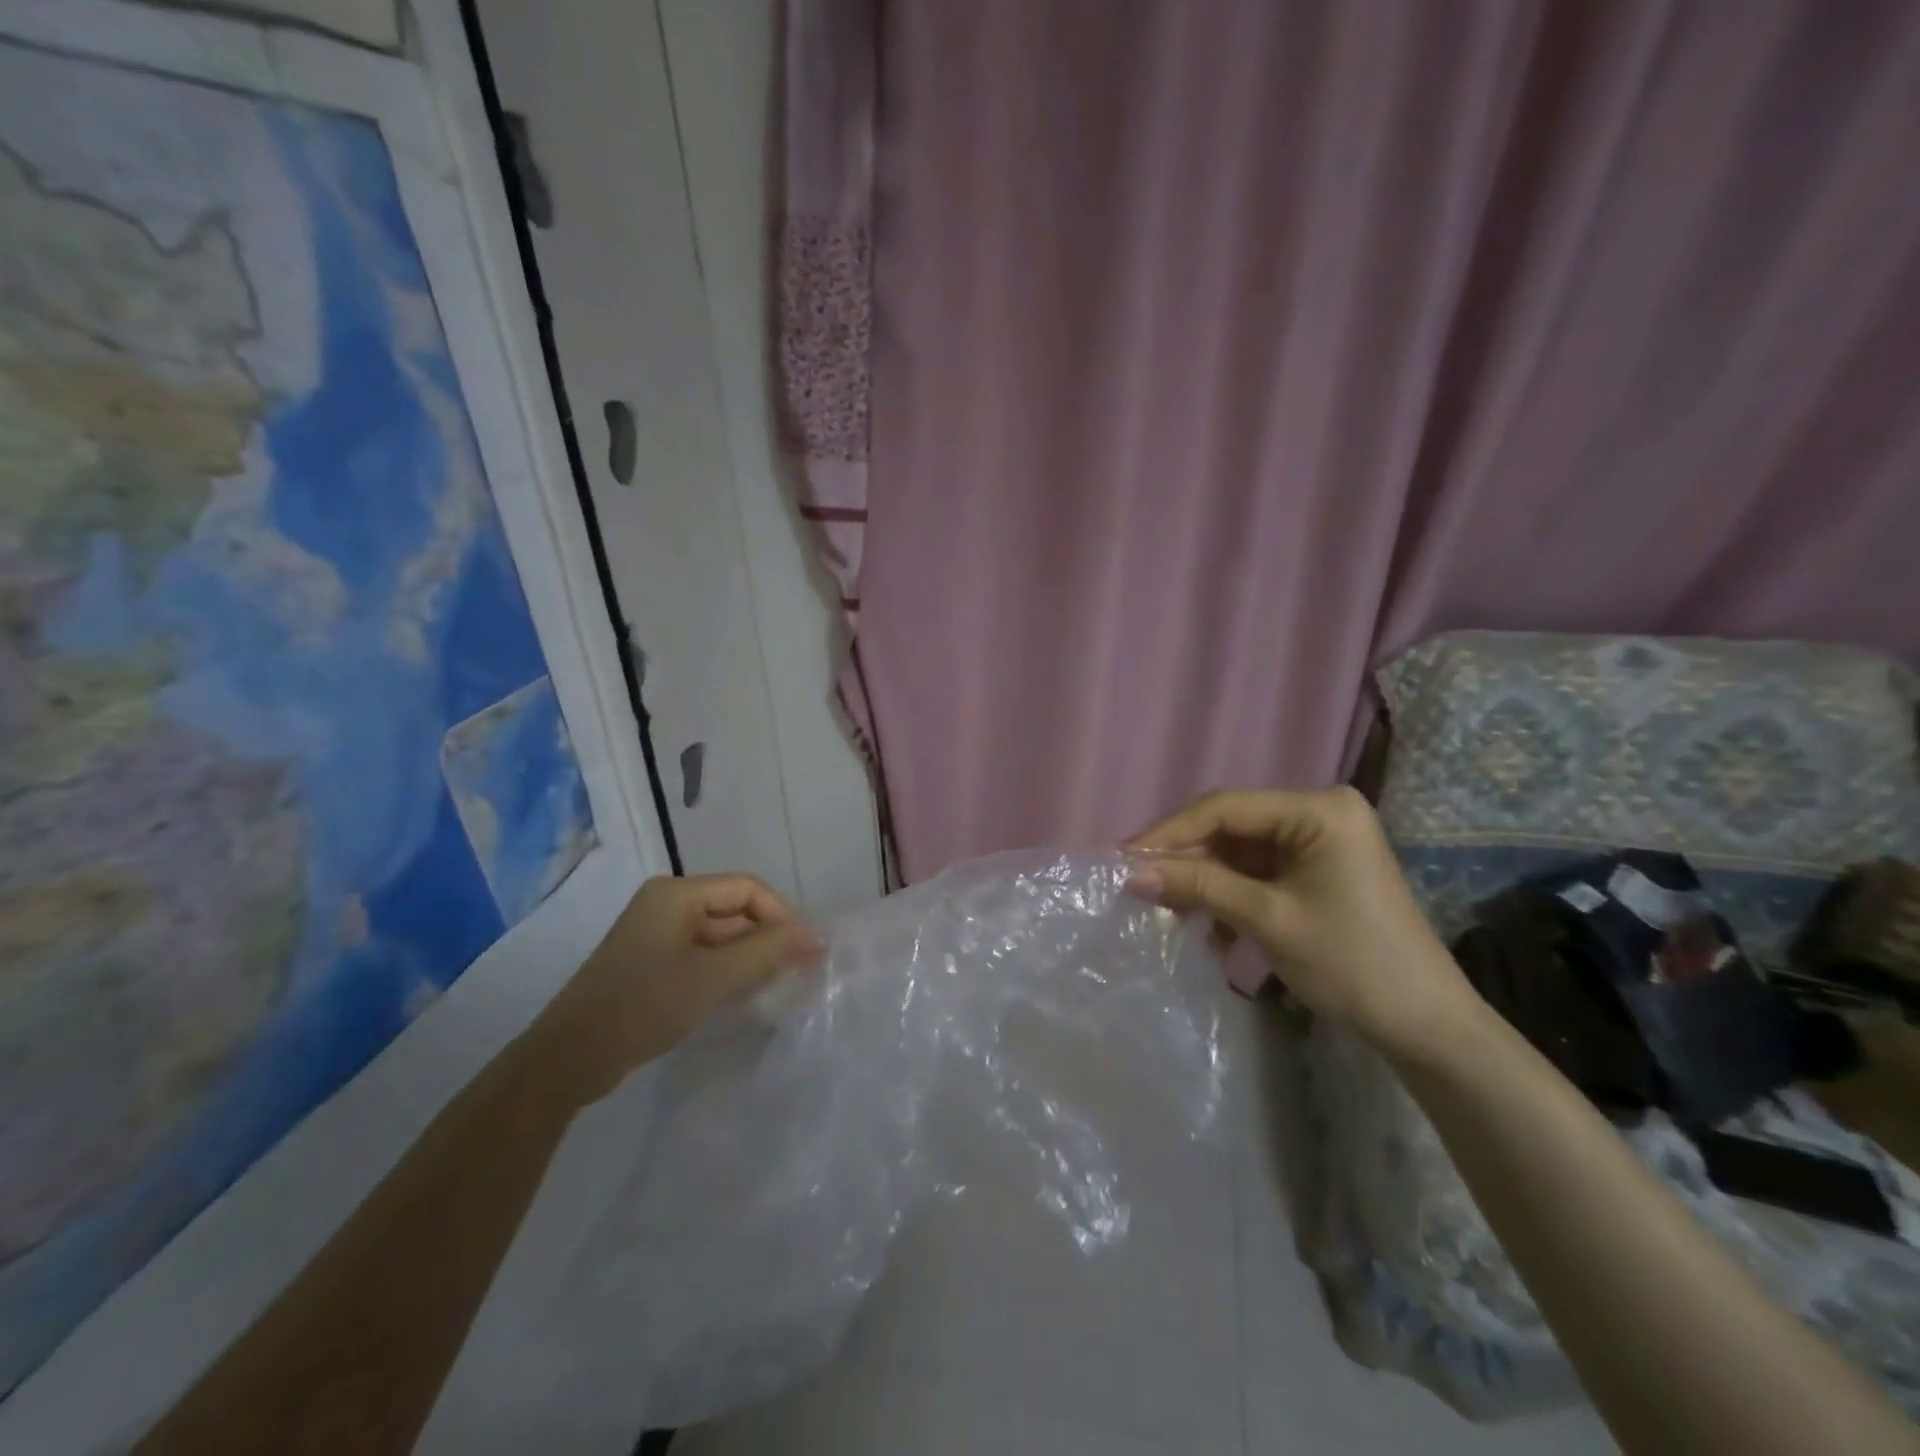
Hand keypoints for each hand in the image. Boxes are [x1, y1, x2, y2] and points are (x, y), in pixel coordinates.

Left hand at [533, 874, 824, 1100]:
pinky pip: (702, 954)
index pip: (747, 889)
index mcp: (676, 893)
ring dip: (749, 957)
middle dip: (767, 938)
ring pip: (720, 934)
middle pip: (734, 909)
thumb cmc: (644, 1006)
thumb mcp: (714, 978)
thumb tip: (818, 936)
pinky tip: (742, 995)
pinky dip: (726, 969)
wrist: (569, 1060)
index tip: (807, 952)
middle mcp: (666, 903)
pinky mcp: (651, 962)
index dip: (783, 915)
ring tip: (776, 986)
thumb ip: (769, 952)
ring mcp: (656, 933)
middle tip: (797, 973)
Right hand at [1126, 787, 1480, 1059]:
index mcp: (1319, 809)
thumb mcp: (1267, 919)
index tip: (1124, 858)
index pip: (1226, 808)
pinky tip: (1212, 932)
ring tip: (1169, 914)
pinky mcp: (1316, 870)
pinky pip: (1258, 872)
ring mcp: (1319, 841)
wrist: (1425, 1026)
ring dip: (1205, 883)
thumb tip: (1131, 872)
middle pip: (1231, 828)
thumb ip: (1198, 886)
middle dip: (1187, 860)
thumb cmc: (1351, 963)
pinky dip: (1230, 896)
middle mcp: (1319, 812)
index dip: (1171, 833)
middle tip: (1139, 886)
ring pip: (1239, 852)